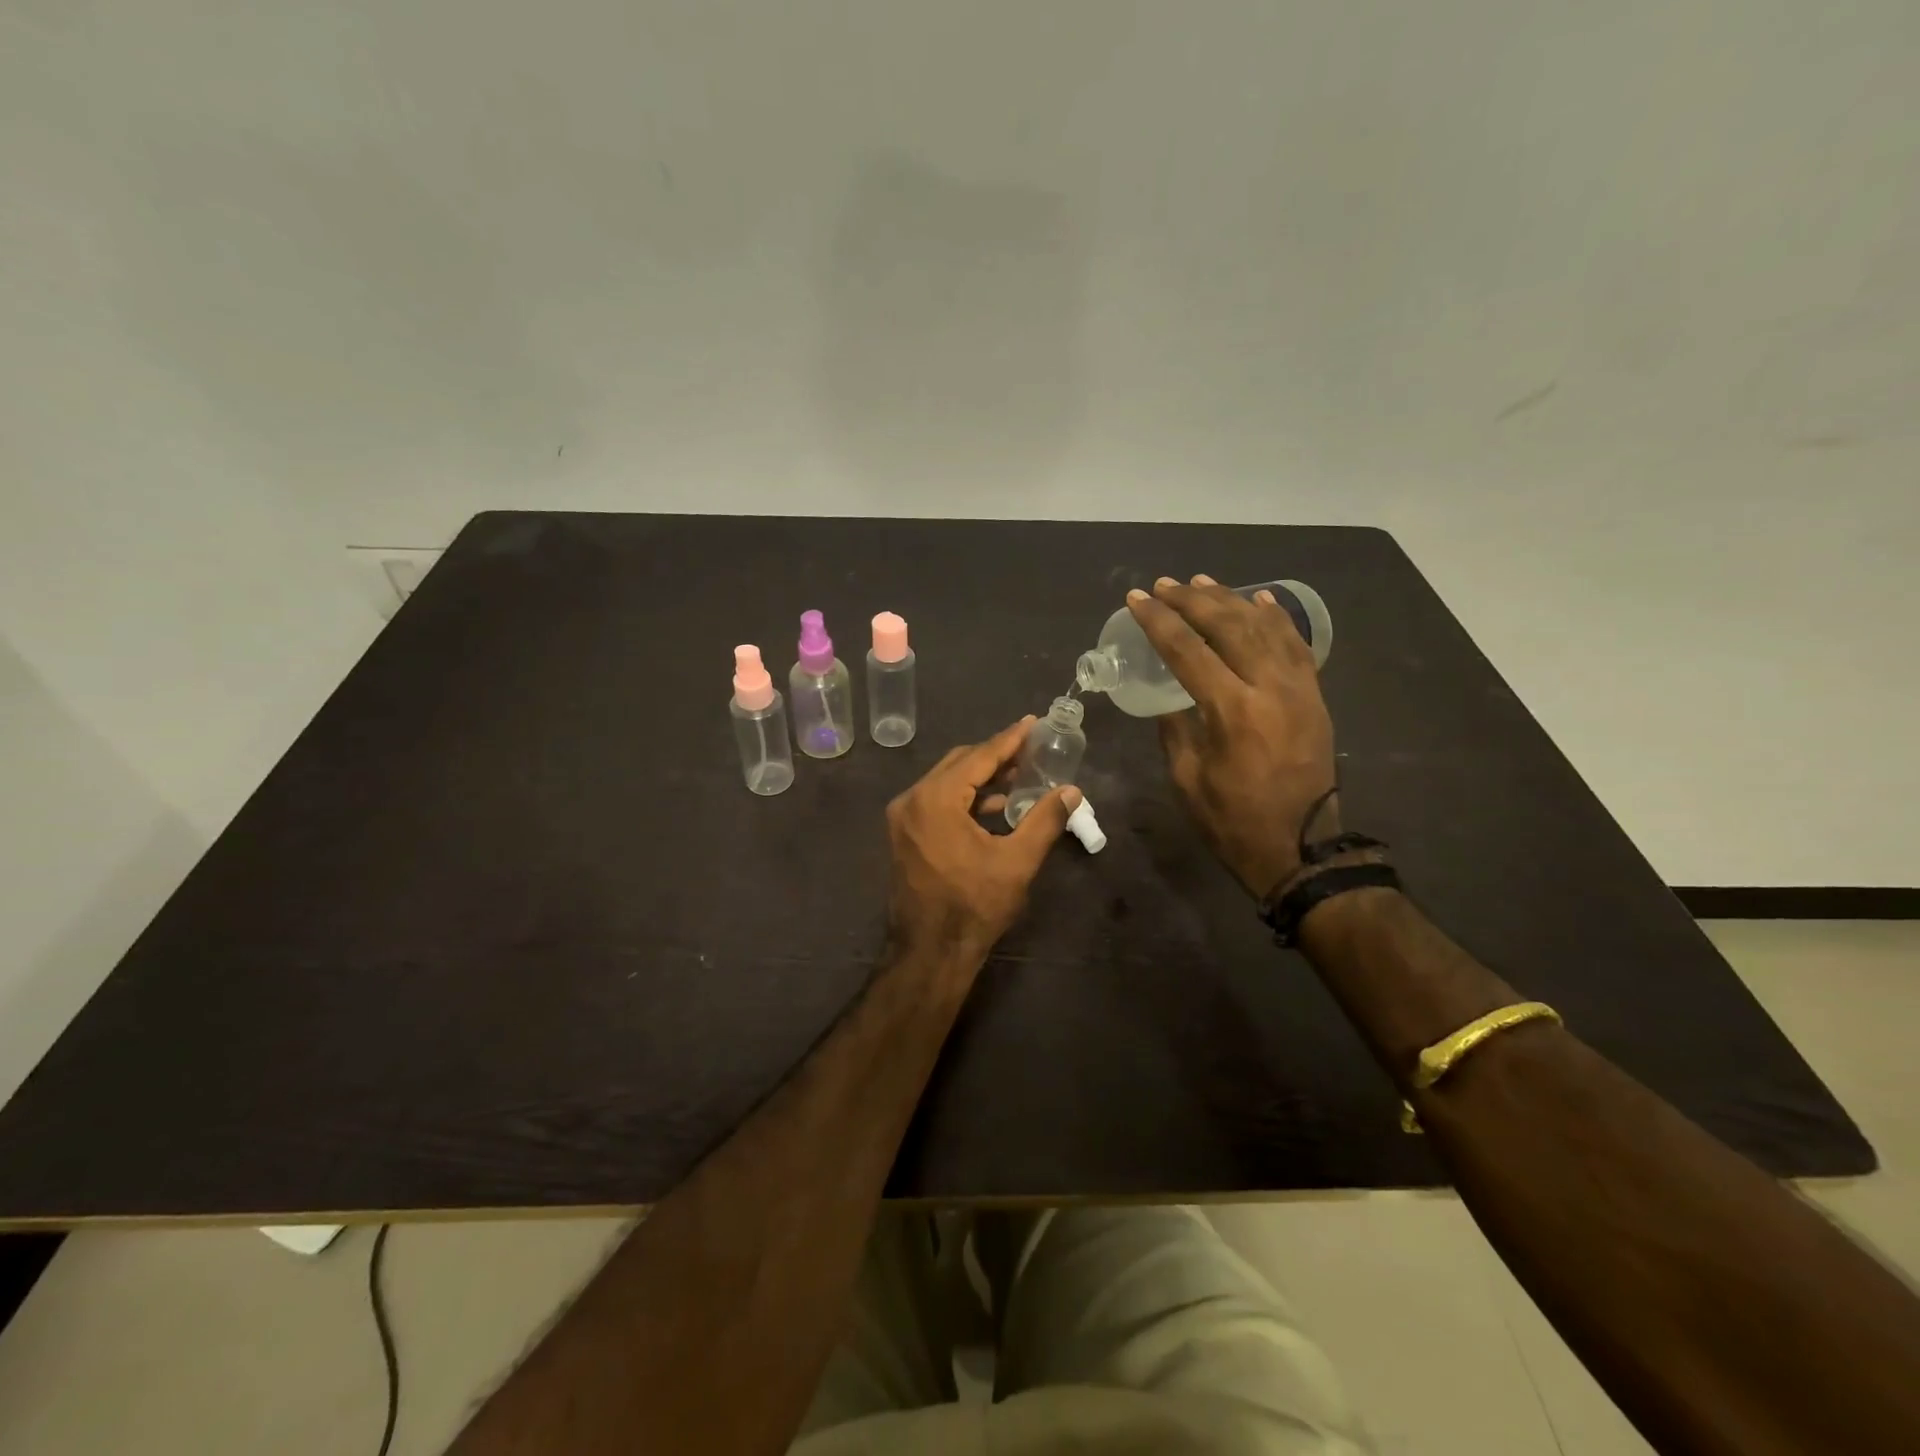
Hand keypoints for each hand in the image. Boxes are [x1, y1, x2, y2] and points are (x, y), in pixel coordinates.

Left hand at [885, 718, 1081, 974]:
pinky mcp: (904, 834)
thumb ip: (1044, 820)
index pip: (979, 757)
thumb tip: (1072, 792)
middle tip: (1030, 749)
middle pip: (959, 763)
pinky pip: (937, 801)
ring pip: (946, 781)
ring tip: (1019, 775)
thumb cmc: (974, 906)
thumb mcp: (1017, 862)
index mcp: (935, 799)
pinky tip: (995, 806)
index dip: (1010, 739)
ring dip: (981, 777)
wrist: (929, 952)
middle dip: (995, 755)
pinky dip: (965, 798)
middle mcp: (912, 800)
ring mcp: (903, 818)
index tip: (1032, 722)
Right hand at [1127, 575, 1336, 898]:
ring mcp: (1299, 688)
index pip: (1188, 650)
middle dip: (1192, 600)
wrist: (1301, 847)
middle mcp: (1269, 687)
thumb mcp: (1187, 778)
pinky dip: (1277, 618)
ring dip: (1231, 599)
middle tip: (1164, 585)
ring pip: (1264, 627)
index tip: (1137, 599)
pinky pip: (1297, 644)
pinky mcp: (1314, 696)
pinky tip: (1260, 599)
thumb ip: (1175, 729)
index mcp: (1233, 710)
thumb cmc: (1233, 819)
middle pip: (1228, 626)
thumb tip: (1170, 698)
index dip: (1159, 621)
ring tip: (1202, 582)